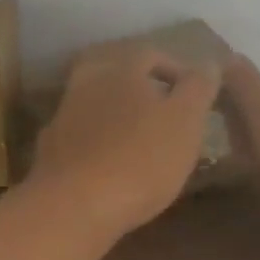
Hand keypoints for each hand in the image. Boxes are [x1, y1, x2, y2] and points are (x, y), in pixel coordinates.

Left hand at [29, 46, 219, 241]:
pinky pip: (82, 134)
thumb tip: (208, 62)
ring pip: (98, 102)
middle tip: (167, 110)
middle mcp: (87, 81)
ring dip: (120, 113)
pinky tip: (112, 162)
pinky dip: (99, 140)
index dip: (178, 71)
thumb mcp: (186, 120)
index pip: (152, 53)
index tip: (197, 95)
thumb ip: (199, 87)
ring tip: (144, 139)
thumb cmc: (140, 157)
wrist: (73, 206)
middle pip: (118, 72)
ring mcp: (64, 115)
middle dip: (143, 87)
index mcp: (121, 66)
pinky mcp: (51, 148)